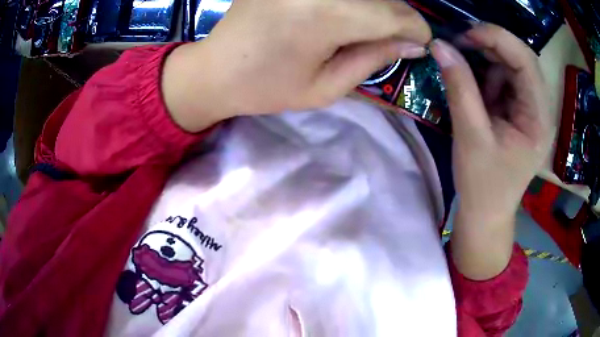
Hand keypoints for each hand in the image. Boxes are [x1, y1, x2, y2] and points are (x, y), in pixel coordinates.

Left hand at [162, 0, 431, 131]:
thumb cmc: (266, 87)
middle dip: (397, 16)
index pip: (395, 13)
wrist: (214, 70)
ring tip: (369, 29)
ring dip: (376, 6)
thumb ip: (374, 59)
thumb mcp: (326, 87)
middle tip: (395, 38)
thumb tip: (414, 45)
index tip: (421, 43)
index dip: (416, 29)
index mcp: (325, 16)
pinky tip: (345, 15)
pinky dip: (352, 2)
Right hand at [431, 24, 554, 278]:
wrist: (486, 214)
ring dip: (486, 63)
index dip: (497, 39)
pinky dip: (486, 77)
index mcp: (538, 119)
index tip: (464, 35)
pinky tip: (474, 91)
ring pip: (510, 67)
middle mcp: (540, 109)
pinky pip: (504, 80)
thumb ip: (459, 87)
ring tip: (465, 77)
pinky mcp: (519, 112)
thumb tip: (440, 46)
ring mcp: (530, 110)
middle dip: (490, 47)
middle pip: (520, 60)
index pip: (526, 62)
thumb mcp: (470, 136)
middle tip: (459, 46)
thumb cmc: (482, 185)